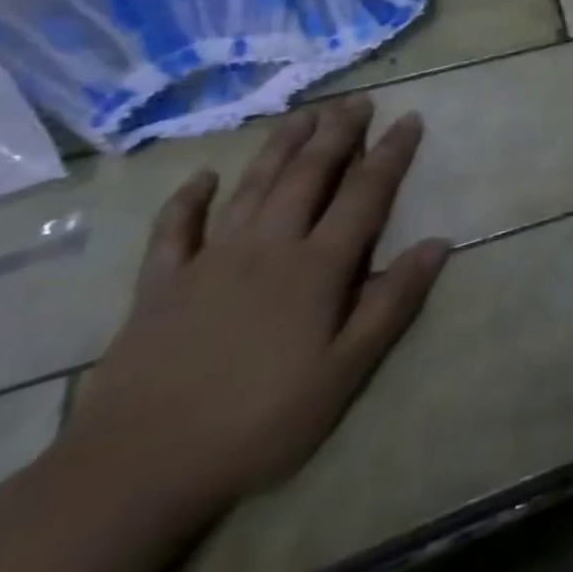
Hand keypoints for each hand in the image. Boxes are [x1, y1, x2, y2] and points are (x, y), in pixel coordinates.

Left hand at [61, 98, 449, 518]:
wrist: (133, 471)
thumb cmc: (258, 422)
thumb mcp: (344, 373)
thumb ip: (392, 303)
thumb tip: (439, 244)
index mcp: (316, 268)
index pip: (364, 194)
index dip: (390, 154)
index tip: (410, 119)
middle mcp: (266, 249)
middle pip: (308, 176)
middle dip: (338, 134)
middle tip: (358, 100)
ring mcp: (208, 263)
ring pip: (252, 188)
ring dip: (280, 147)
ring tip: (304, 114)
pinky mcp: (158, 287)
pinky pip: (174, 230)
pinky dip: (188, 199)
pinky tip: (203, 176)